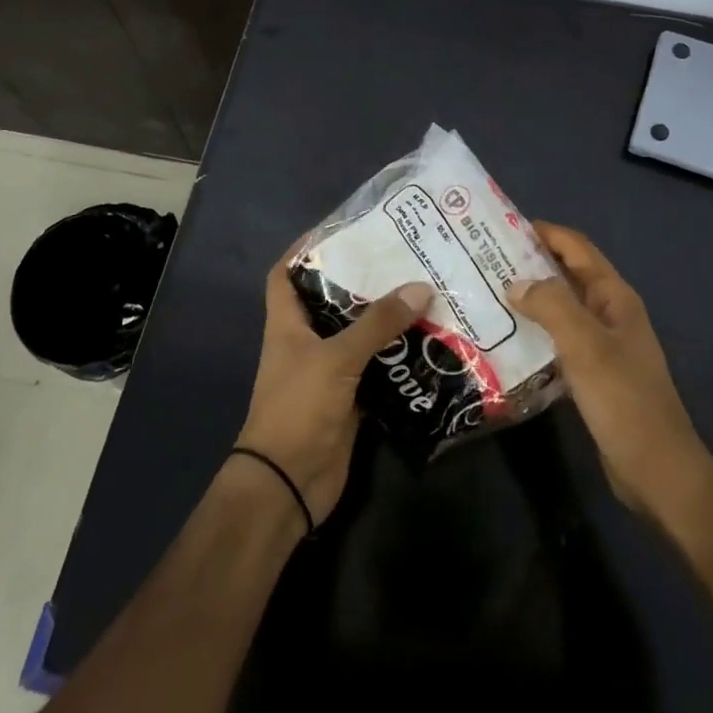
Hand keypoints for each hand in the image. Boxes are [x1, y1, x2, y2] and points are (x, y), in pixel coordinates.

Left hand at [236, 253, 433, 523]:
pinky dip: (396, 359)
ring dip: (384, 320)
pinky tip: (427, 343)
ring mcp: (327, 373)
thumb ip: (377, 323)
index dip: (303, 250)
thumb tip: (420, 286)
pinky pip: (376, 370)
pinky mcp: (349, 399)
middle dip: (360, 281)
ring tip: (422, 291)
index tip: (341, 230)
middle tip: (400, 257)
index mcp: (287, 324)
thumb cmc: (299, 408)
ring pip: (357, 336)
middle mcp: (305, 343)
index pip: (284, 274)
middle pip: (331, 301)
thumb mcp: (336, 358)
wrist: (289, 483)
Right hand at [512, 222, 712, 521]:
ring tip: (487, 293)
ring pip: (561, 308)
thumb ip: (551, 306)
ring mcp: (602, 345)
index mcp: (615, 297)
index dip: (544, 232)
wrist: (656, 469)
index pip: (577, 248)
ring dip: (530, 298)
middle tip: (483, 260)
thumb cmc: (623, 400)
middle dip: (531, 262)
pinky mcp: (592, 373)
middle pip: (567, 275)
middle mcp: (610, 313)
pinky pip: (559, 339)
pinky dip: (535, 331)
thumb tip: (515, 283)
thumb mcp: (585, 346)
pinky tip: (506, 338)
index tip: (500, 226)